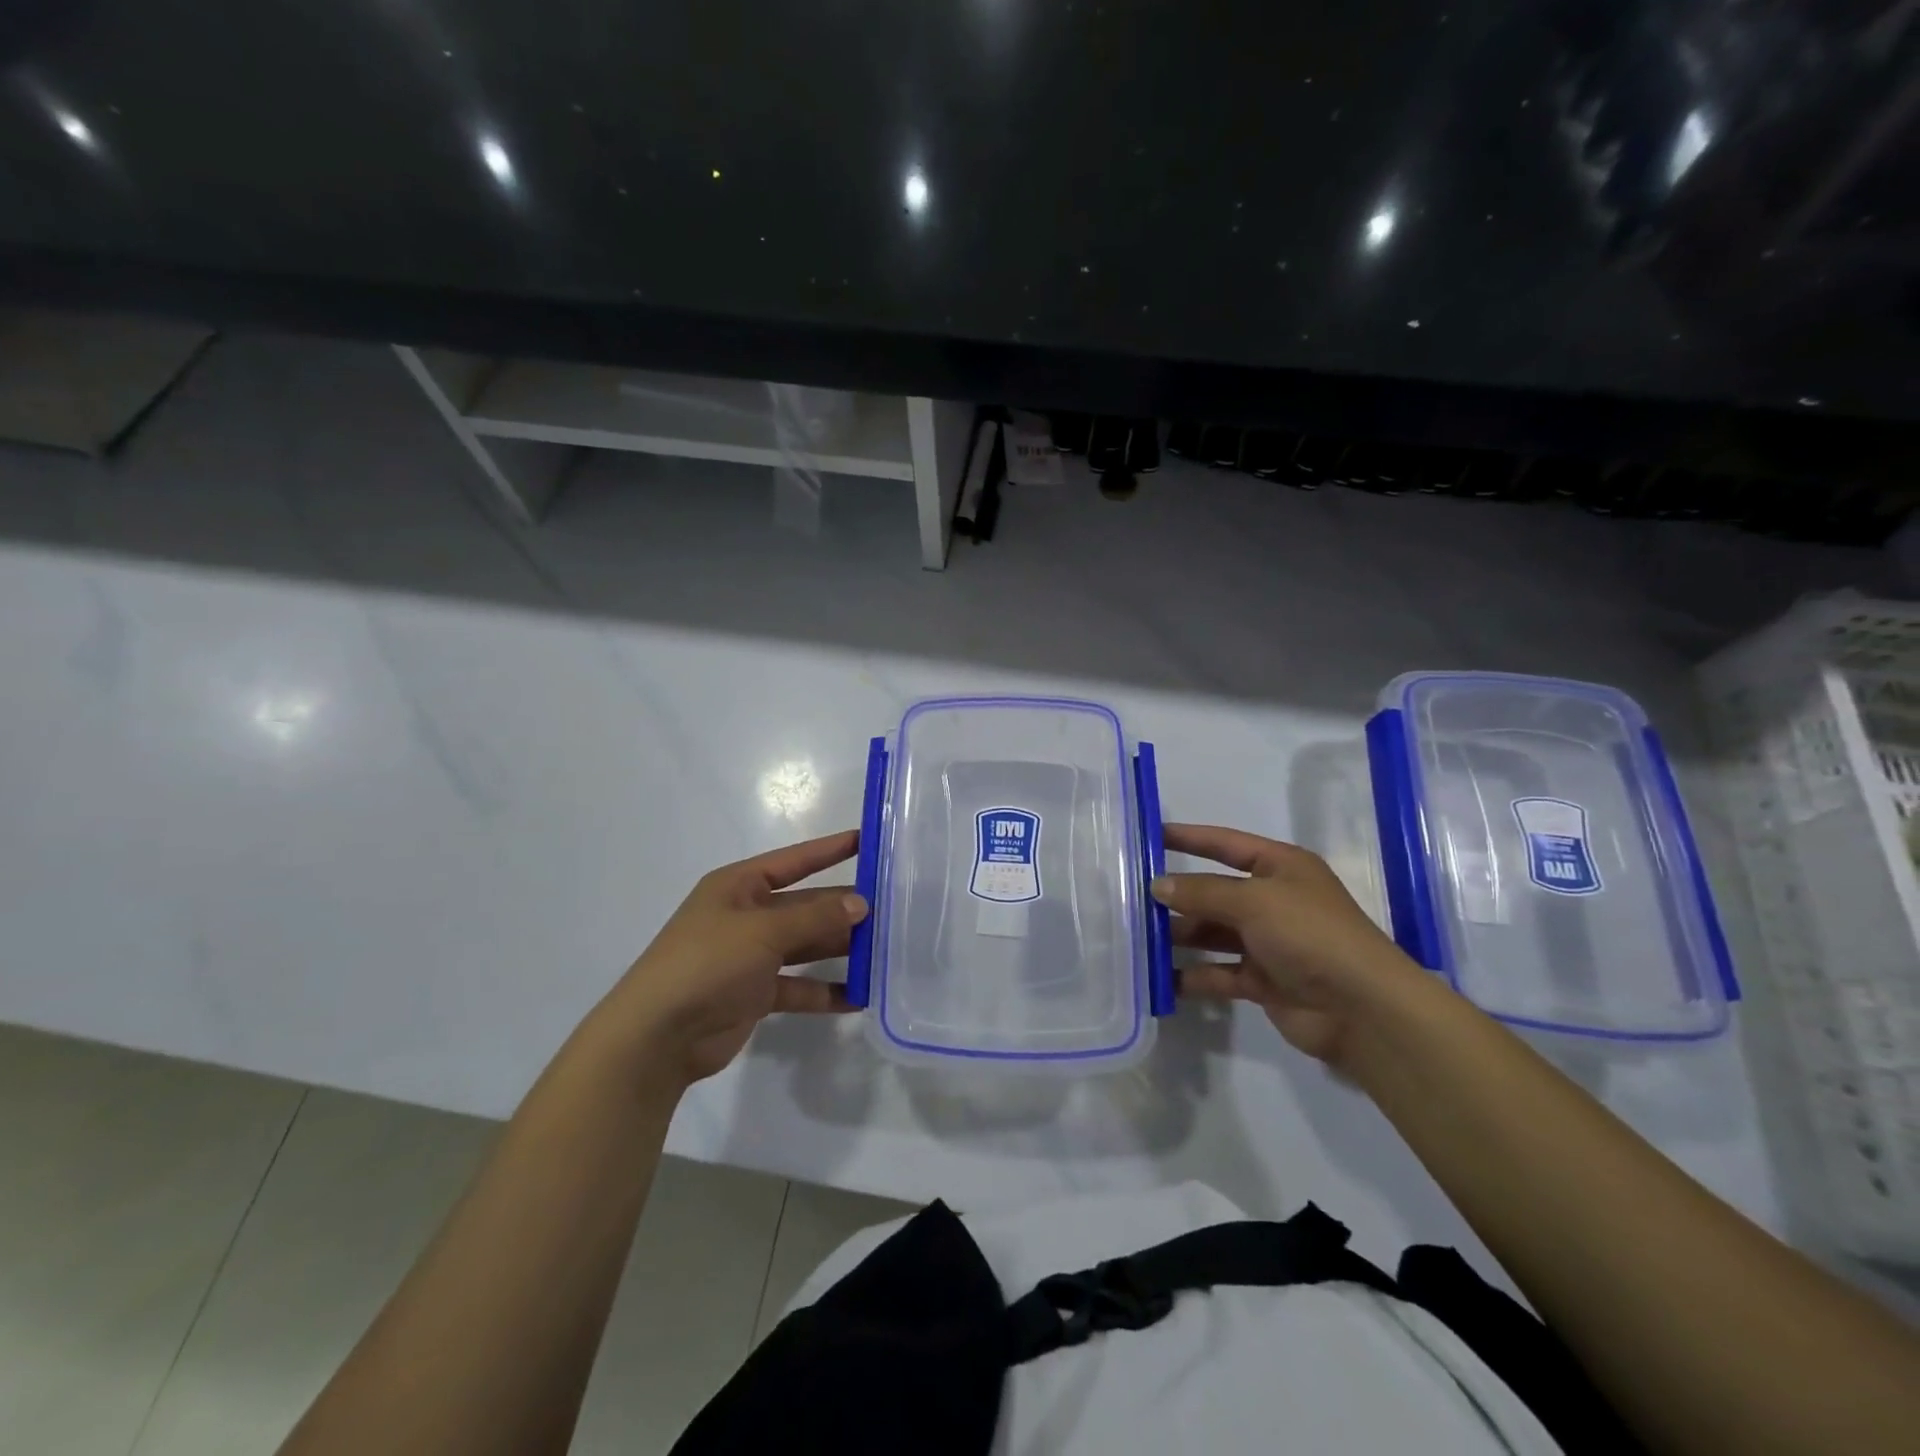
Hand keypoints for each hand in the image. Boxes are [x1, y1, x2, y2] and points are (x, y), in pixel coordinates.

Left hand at [603, 830, 867, 1086]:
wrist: (657, 1036)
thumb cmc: (707, 963)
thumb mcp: (764, 931)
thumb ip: (815, 917)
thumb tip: (861, 903)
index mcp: (739, 886)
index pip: (795, 861)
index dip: (830, 850)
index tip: (868, 841)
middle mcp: (746, 916)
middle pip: (805, 906)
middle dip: (843, 908)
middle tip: (891, 909)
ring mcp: (750, 956)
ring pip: (805, 945)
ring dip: (839, 949)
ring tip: (884, 951)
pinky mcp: (754, 994)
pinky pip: (798, 986)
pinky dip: (824, 990)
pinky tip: (859, 996)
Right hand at [1153, 823, 1428, 1068]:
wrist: (1363, 1010)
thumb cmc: (1310, 935)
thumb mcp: (1254, 900)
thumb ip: (1202, 892)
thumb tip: (1157, 886)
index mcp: (1281, 868)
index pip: (1225, 844)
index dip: (1189, 838)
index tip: (1149, 835)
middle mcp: (1274, 901)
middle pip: (1215, 892)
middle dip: (1177, 894)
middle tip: (1130, 896)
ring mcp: (1269, 943)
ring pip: (1213, 933)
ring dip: (1180, 935)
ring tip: (1137, 937)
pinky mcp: (1264, 982)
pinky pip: (1219, 973)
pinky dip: (1193, 976)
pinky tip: (1160, 978)